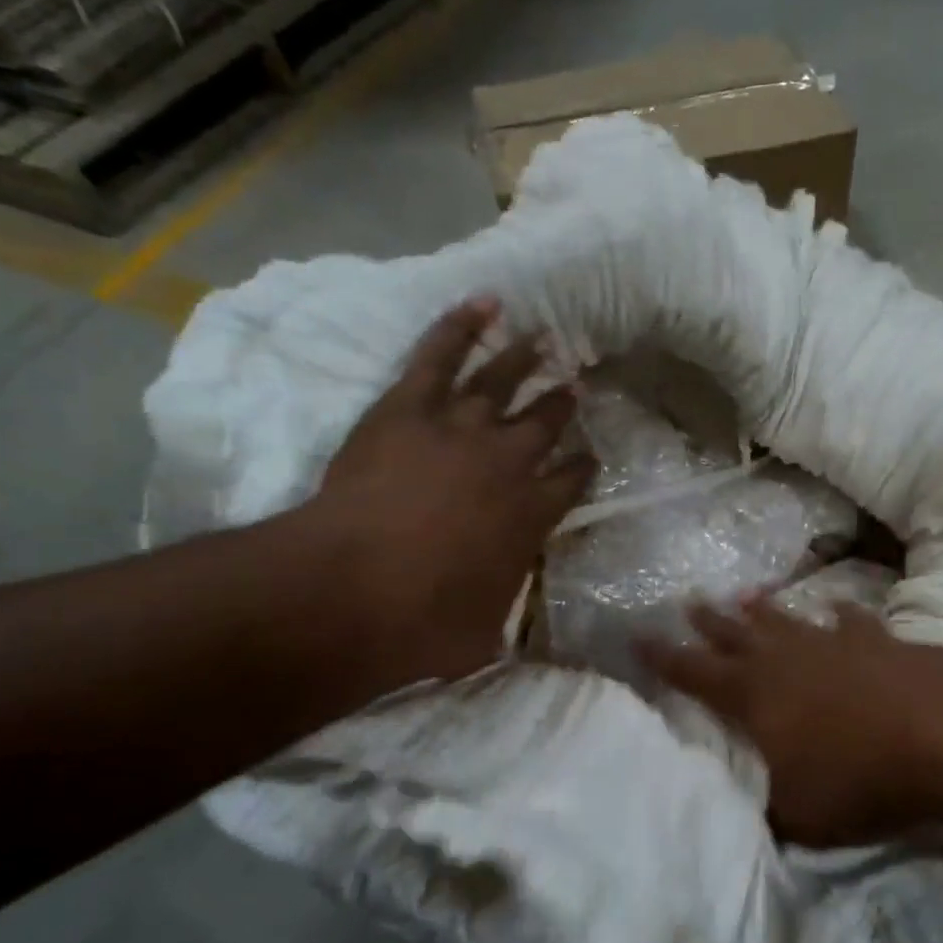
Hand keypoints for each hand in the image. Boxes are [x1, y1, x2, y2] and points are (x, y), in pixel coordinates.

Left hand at [300, 298, 593, 687]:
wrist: (354, 587)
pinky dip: (461, 324)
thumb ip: (504, 623)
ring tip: (546, 338)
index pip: (573, 480)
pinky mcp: (411, 406)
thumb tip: (514, 639)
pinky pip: (440, 353)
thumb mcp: (482, 637)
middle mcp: (510, 462)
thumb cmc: (424, 621)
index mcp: (533, 514)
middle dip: (563, 405)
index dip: (584, 467)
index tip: (588, 457)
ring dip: (527, 357)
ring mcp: (463, 427)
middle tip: (574, 387)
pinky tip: (484, 302)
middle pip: (547, 422)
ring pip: (504, 380)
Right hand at [640, 597, 942, 846]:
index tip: (639, 637)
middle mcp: (784, 660)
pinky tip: (835, 608)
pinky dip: (839, 615)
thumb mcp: (799, 817)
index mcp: (753, 697)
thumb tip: (748, 814)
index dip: (662, 658)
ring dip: (763, 609)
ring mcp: (832, 644)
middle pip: (735, 634)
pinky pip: (850, 621)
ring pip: (785, 619)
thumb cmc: (859, 780)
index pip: (693, 673)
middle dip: (708, 622)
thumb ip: (766, 812)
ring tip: (744, 594)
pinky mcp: (877, 641)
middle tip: (688, 602)